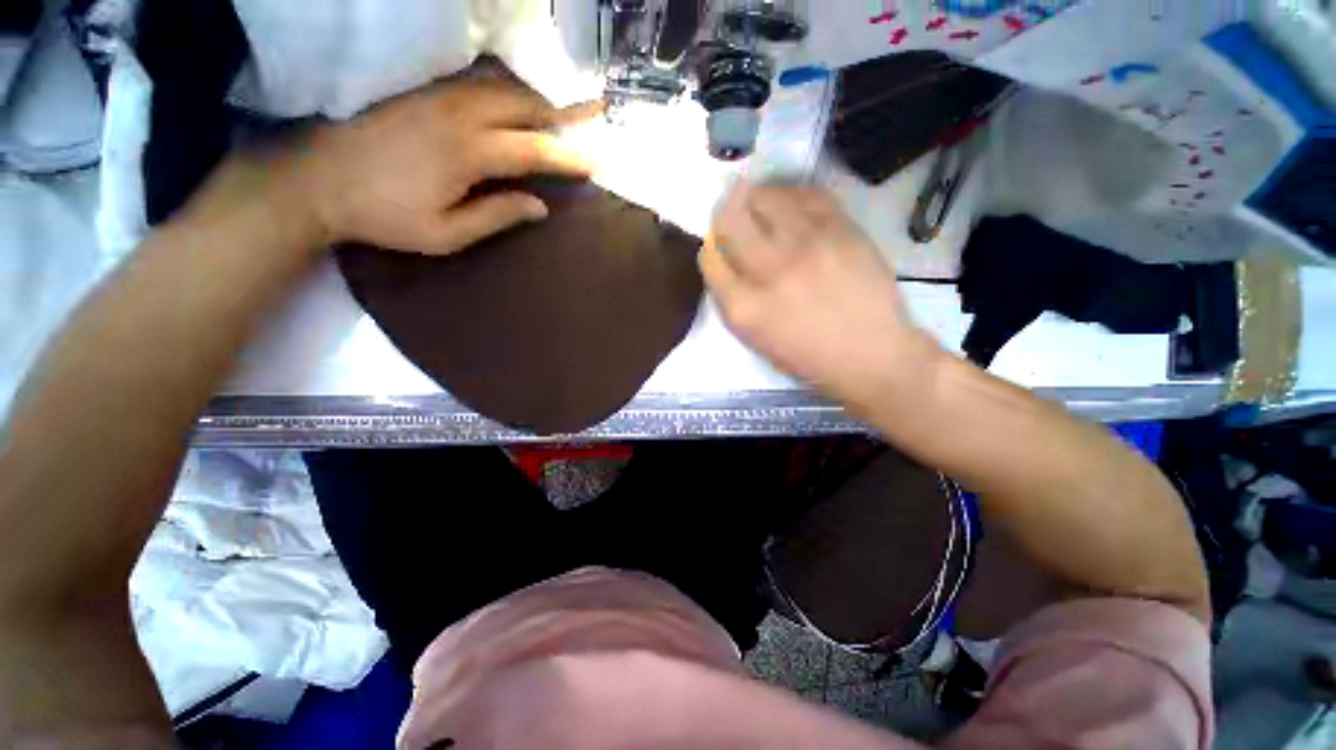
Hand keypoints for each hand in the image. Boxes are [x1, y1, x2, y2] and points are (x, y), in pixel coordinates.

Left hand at [288, 75, 600, 254]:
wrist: (317, 180)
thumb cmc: (384, 216)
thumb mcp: (446, 234)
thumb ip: (496, 217)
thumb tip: (539, 207)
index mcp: (467, 154)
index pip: (532, 150)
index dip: (567, 156)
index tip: (594, 161)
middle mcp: (458, 115)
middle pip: (522, 105)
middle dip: (560, 113)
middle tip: (589, 116)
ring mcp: (437, 96)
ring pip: (501, 87)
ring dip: (535, 98)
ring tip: (559, 110)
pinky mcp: (421, 91)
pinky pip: (476, 81)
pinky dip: (506, 89)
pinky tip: (514, 98)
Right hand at [700, 184, 942, 410]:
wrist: (872, 355)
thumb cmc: (808, 357)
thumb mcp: (755, 339)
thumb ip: (732, 299)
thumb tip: (722, 258)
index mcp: (744, 308)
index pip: (709, 259)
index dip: (710, 249)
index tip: (719, 248)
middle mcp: (770, 270)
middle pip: (729, 219)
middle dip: (724, 216)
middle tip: (733, 218)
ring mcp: (806, 245)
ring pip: (764, 197)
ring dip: (754, 199)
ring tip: (762, 209)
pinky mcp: (839, 228)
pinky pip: (803, 194)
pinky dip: (789, 196)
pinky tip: (791, 208)